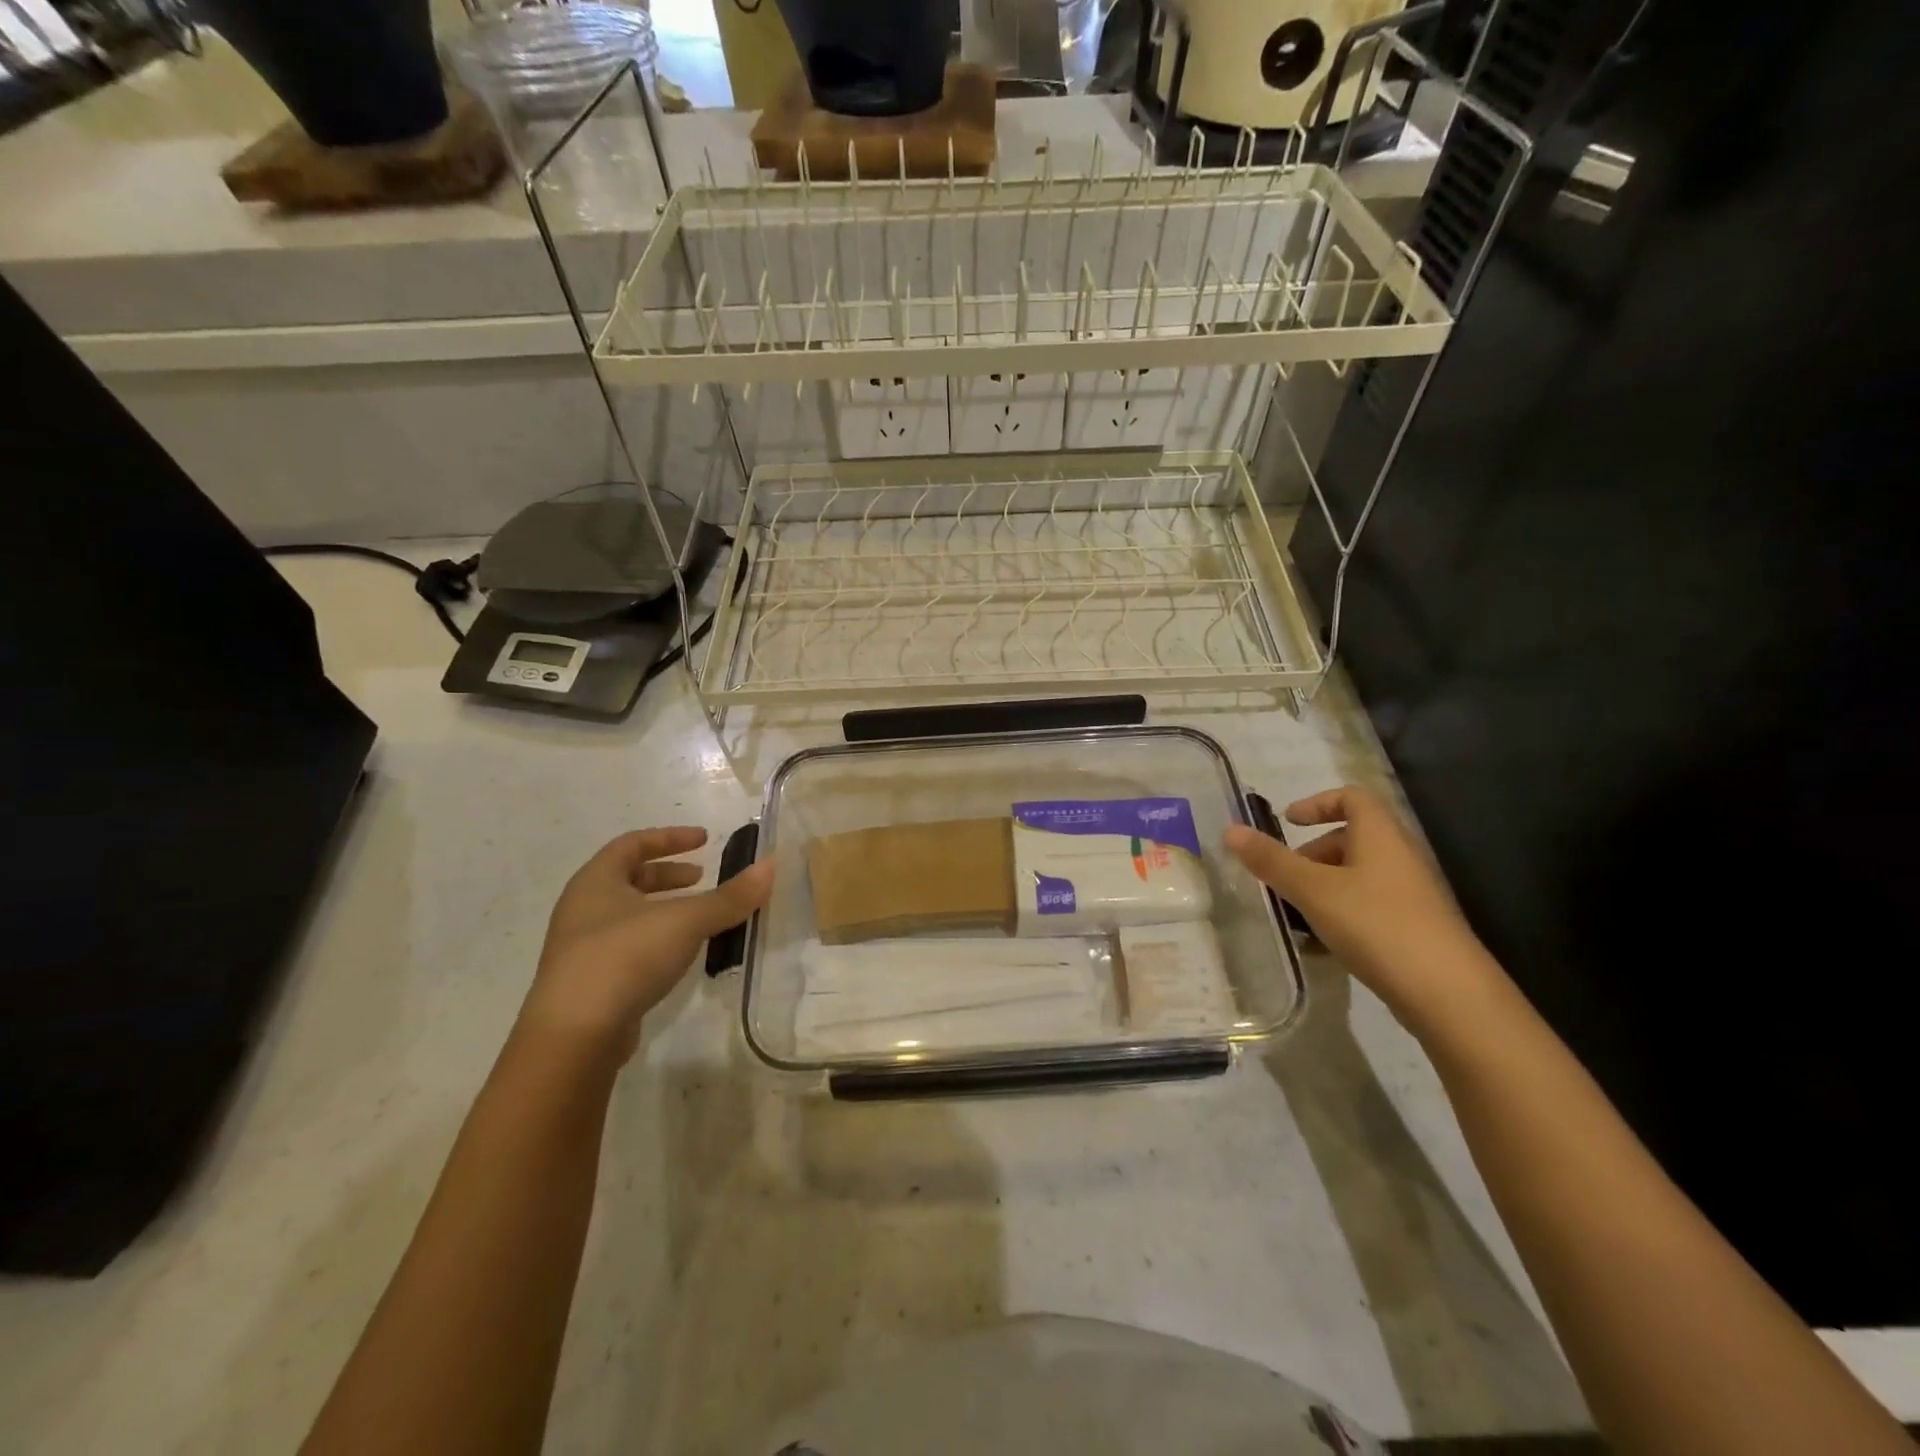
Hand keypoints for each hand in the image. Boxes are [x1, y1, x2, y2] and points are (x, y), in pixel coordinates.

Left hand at [520, 826, 772, 1062]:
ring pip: (628, 914)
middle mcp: (582, 909)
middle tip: (702, 878)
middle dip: (668, 875)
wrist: (574, 1036)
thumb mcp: (685, 921)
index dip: (670, 838)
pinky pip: (628, 946)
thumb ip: (729, 897)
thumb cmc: (625, 958)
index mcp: (595, 882)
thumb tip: (770, 866)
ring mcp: (581, 948)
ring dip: (664, 908)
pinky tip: (680, 954)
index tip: (704, 840)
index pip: (632, 844)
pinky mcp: (589, 983)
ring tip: (699, 916)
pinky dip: (657, 939)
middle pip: (627, 878)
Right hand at [1225, 786, 1500, 1025]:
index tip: (1287, 822)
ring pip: (1358, 875)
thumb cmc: (1377, 925)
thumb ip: (1272, 860)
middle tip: (1283, 876)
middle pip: (1352, 838)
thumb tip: (1231, 830)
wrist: (1449, 995)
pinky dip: (1341, 913)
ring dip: (1323, 886)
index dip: (1317, 803)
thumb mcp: (1313, 890)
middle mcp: (1399, 857)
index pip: (1352, 798)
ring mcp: (1410, 895)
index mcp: (1380, 836)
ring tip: (1296, 913)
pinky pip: (1368, 906)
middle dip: (1312, 852)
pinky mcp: (1413, 928)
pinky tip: (1322, 943)